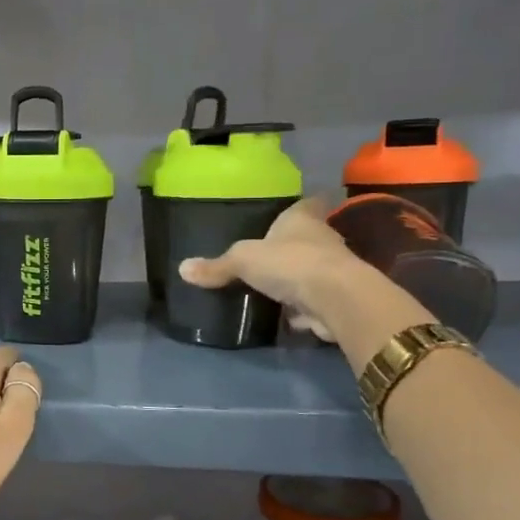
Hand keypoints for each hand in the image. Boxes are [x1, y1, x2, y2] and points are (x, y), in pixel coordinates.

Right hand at [178, 196, 370, 342]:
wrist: (336, 299)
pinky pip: (315, 299)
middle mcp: (324, 238)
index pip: (307, 203)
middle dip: (292, 245)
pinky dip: (304, 307)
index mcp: (303, 219)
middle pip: (309, 237)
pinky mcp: (337, 298)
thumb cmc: (290, 263)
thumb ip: (217, 266)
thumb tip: (182, 268)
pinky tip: (287, 316)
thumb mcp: (242, 260)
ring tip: (273, 287)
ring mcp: (334, 269)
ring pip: (313, 268)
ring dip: (299, 278)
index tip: (290, 210)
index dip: (299, 206)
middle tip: (268, 254)